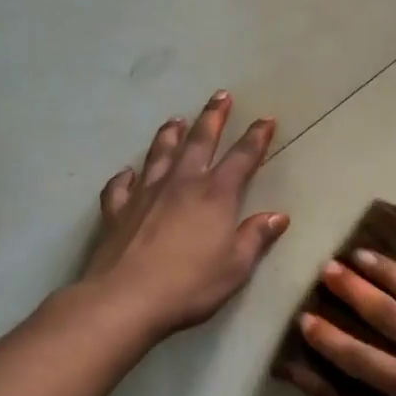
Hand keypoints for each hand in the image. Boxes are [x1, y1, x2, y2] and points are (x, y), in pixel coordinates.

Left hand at [76, 92, 289, 336]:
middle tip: (220, 95)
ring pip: (160, 154)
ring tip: (175, 120)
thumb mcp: (236, 266)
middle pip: (199, 142)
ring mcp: (146, 194)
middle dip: (212, 118)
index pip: (242, 158)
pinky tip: (127, 173)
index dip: (256, 137)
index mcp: (216, 195)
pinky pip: (121, 186)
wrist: (125, 299)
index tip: (266, 119)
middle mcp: (182, 184)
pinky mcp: (118, 211)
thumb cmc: (190, 284)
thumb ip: (255, 237)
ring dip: (170, 135)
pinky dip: (126, 177)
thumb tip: (277, 216)